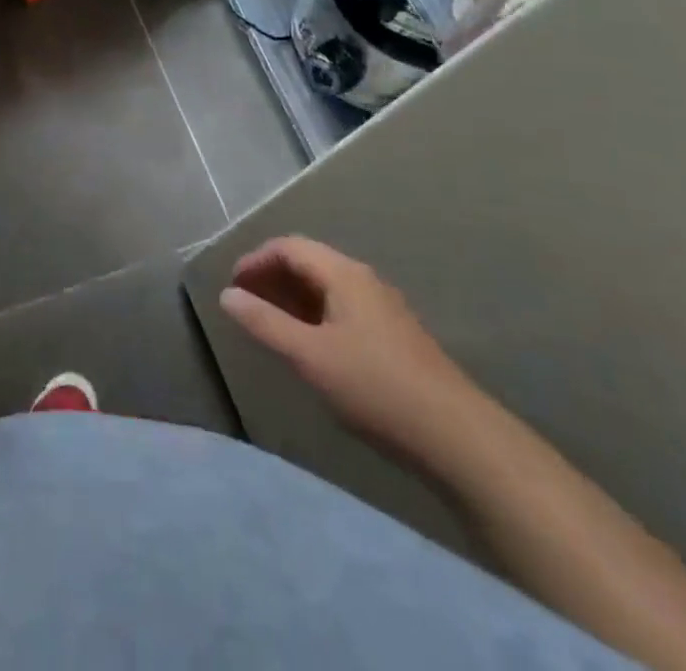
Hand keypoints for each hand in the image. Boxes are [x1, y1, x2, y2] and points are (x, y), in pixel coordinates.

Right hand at [219, 238, 484, 465]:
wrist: (458, 438)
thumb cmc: (375, 387)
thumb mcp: (309, 355)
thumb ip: (264, 322)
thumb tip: (227, 295)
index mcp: (343, 274)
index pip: (289, 247)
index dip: (255, 260)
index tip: (232, 286)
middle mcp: (364, 280)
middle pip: (308, 262)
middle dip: (271, 277)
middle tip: (245, 304)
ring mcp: (382, 308)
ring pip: (326, 287)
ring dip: (292, 297)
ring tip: (269, 324)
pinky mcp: (393, 336)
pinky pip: (342, 308)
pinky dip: (314, 315)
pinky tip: (309, 346)